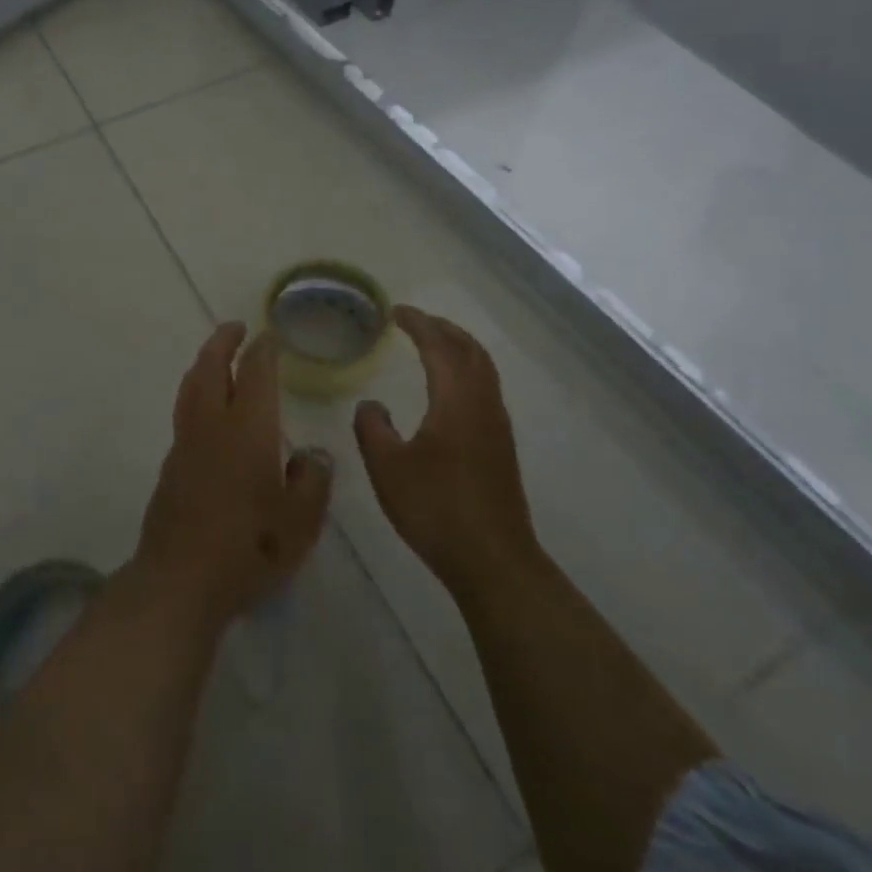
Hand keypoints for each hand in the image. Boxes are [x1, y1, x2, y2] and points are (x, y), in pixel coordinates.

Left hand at [135, 322, 333, 629]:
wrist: (181, 579)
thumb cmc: (250, 548)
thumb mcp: (301, 521)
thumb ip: (312, 481)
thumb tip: (312, 456)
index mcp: (248, 430)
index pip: (255, 374)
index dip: (263, 351)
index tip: (269, 336)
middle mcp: (212, 426)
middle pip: (211, 368)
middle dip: (222, 342)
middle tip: (235, 327)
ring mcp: (186, 444)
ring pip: (191, 388)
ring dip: (204, 364)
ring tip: (216, 356)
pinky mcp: (171, 466)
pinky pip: (184, 413)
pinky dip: (195, 394)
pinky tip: (206, 409)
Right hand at [354, 306, 535, 601]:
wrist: (492, 559)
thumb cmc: (436, 509)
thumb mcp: (387, 468)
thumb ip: (373, 428)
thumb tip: (371, 405)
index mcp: (456, 401)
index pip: (439, 346)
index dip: (418, 324)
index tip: (396, 312)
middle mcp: (483, 404)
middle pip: (470, 350)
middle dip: (443, 329)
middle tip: (415, 321)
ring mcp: (497, 426)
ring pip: (483, 370)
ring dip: (458, 349)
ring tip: (432, 346)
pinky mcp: (501, 447)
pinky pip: (485, 389)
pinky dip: (466, 371)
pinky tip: (448, 391)